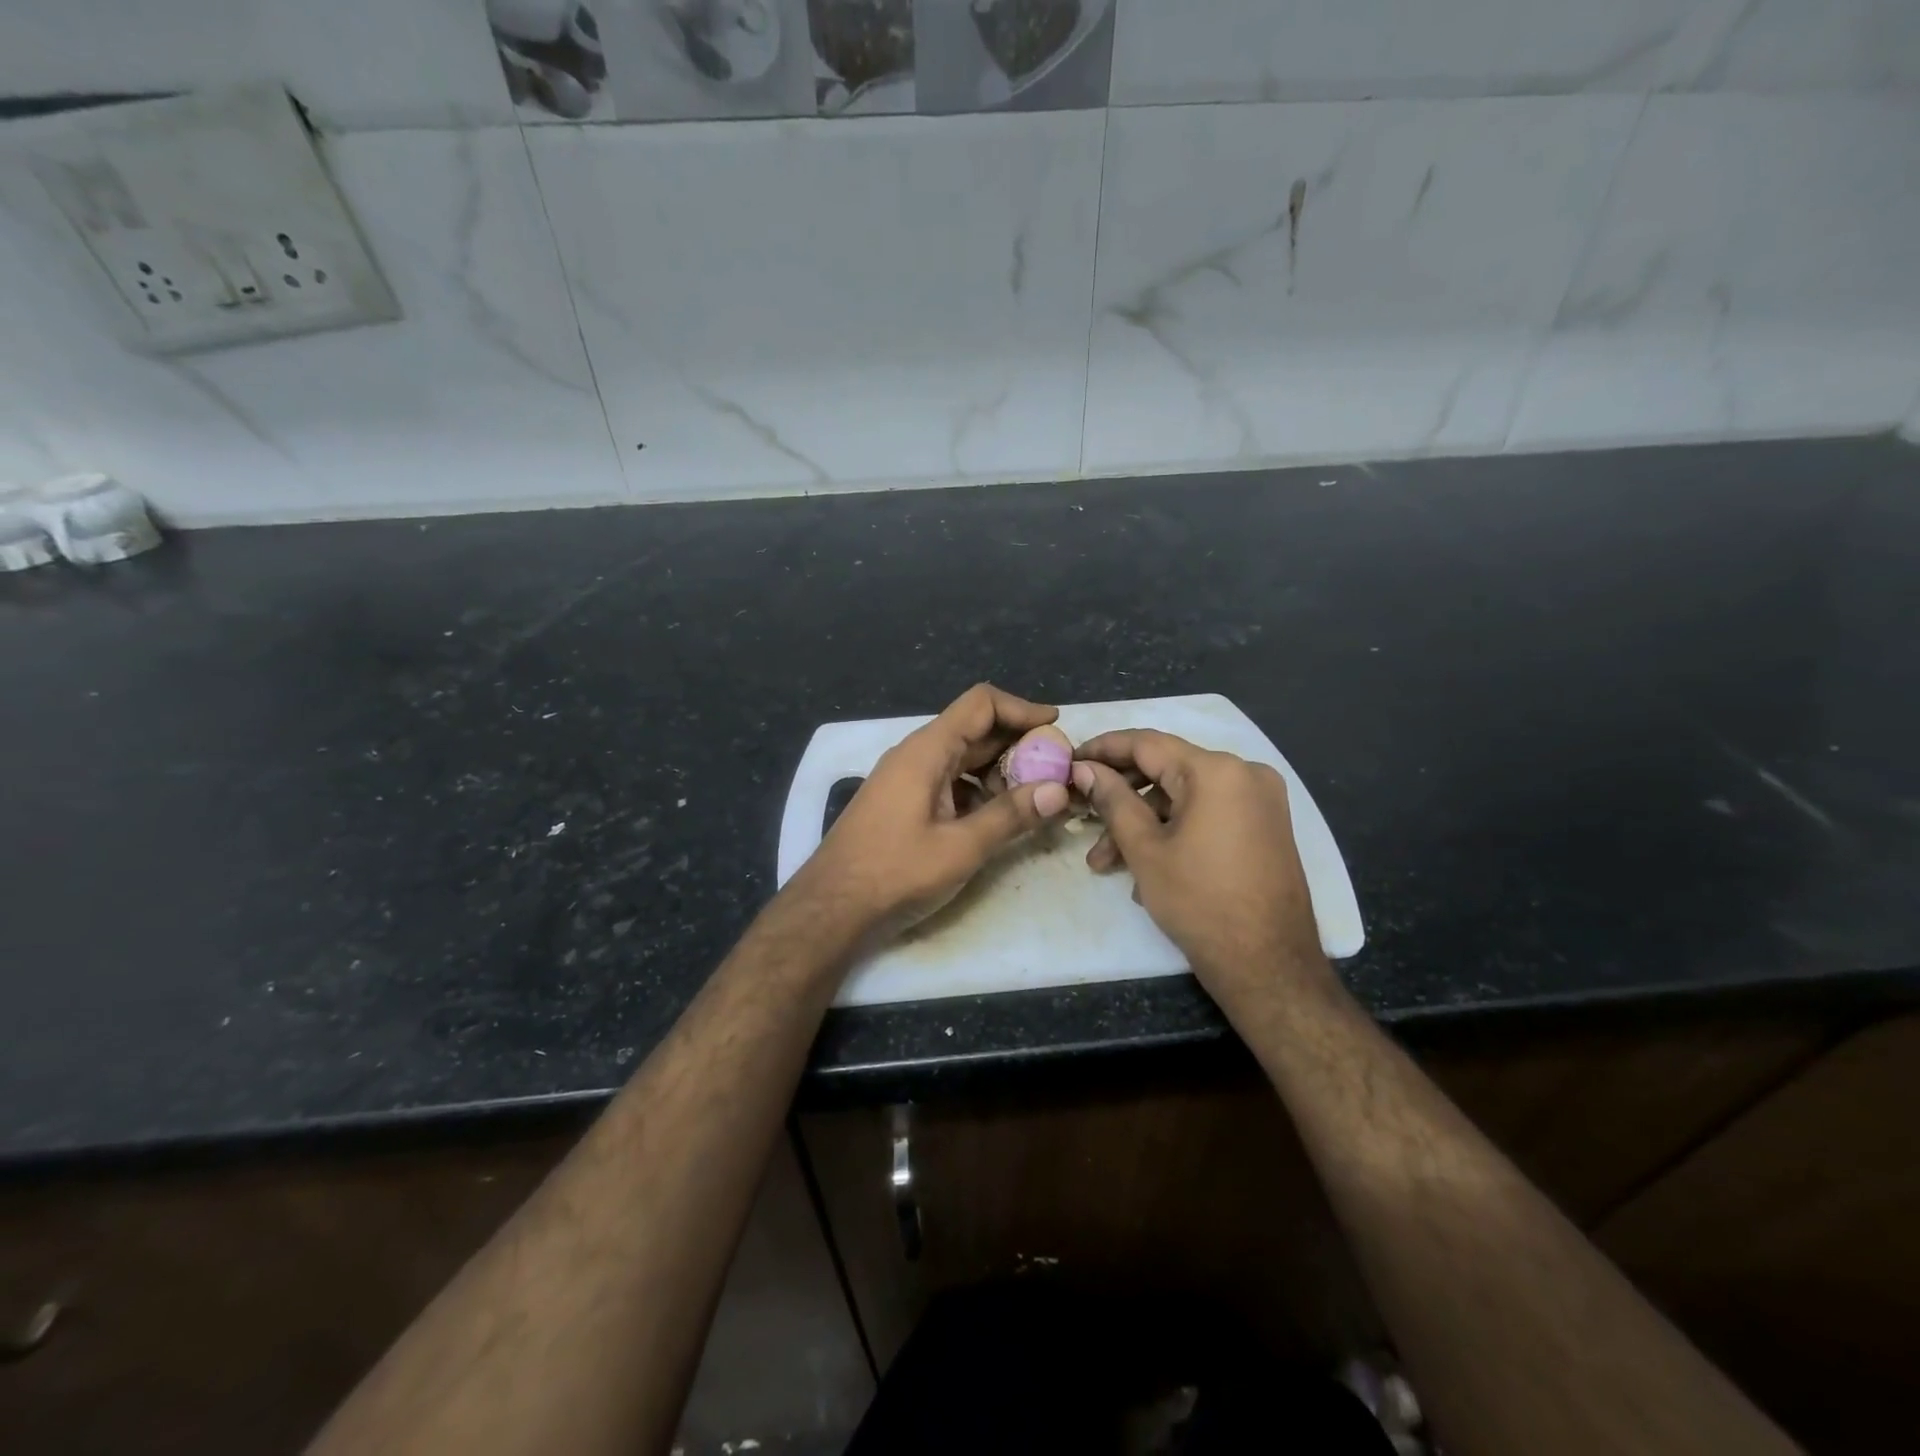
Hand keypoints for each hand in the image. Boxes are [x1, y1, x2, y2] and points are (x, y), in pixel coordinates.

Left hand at [794, 684, 1070, 938]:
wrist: (832, 908)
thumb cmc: (895, 873)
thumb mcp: (960, 848)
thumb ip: (1010, 816)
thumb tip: (1059, 790)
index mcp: (927, 751)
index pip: (980, 704)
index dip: (1021, 708)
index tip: (1056, 726)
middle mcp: (917, 755)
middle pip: (975, 730)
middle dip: (1018, 745)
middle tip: (1057, 769)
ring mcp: (908, 779)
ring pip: (964, 758)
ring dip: (1001, 771)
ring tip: (1036, 797)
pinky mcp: (905, 802)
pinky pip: (950, 782)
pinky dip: (979, 791)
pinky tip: (1000, 817)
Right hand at [1070, 730, 1327, 988]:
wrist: (1269, 965)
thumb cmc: (1199, 903)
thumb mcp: (1145, 849)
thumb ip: (1112, 800)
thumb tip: (1085, 769)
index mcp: (1216, 771)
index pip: (1147, 743)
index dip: (1103, 749)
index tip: (1071, 760)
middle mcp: (1245, 773)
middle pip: (1166, 771)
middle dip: (1120, 797)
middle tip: (1082, 819)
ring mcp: (1260, 800)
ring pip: (1184, 798)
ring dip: (1143, 823)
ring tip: (1106, 864)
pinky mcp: (1265, 826)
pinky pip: (1208, 813)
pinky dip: (1174, 831)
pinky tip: (1145, 868)